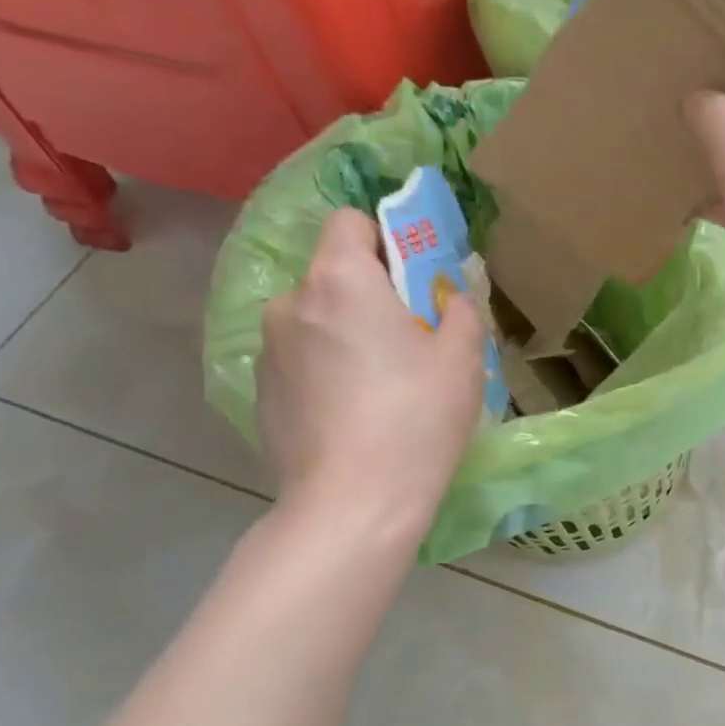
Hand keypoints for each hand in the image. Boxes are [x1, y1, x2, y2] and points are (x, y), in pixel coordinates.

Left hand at [257, 208, 486, 538]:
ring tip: (384, 385)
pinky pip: (302, 360)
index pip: (350, 222)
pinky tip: (356, 414)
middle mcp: (291, 303)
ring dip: (348, 333)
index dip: (386, 239)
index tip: (415, 280)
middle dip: (372, 294)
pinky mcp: (261, 391)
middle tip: (413, 341)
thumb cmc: (417, 418)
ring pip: (317, 320)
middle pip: (335, 274)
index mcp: (340, 281)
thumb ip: (460, 310)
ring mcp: (268, 349)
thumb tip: (448, 297)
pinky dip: (327, 370)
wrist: (354, 503)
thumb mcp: (463, 359)